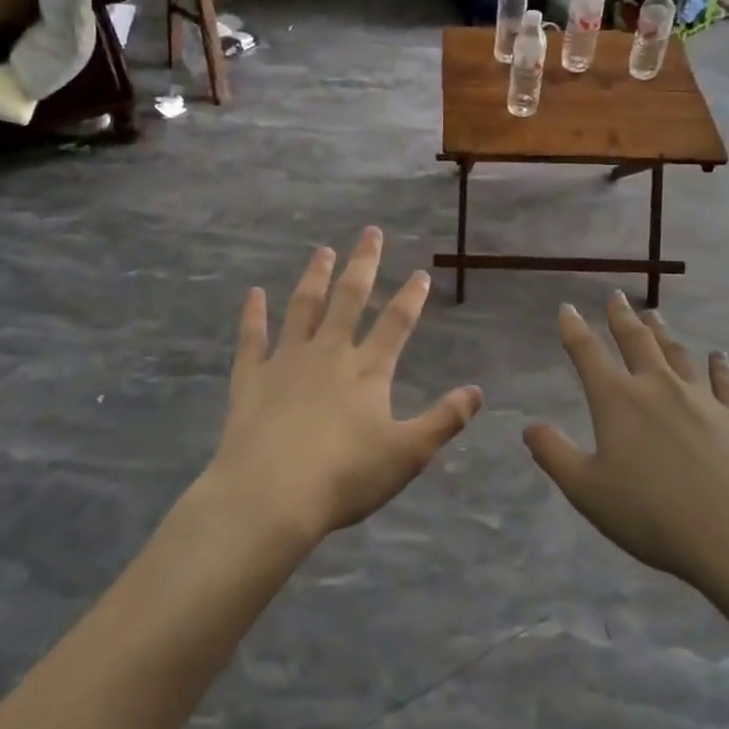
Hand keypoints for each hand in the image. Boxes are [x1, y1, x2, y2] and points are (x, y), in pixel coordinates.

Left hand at [210, 228, 483, 544]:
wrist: (271, 495)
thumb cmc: (345, 477)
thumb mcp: (407, 454)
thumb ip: (444, 420)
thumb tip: (477, 391)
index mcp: (368, 371)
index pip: (396, 324)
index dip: (410, 297)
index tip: (420, 272)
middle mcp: (329, 354)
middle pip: (349, 300)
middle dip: (363, 265)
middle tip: (370, 233)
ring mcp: (287, 361)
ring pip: (304, 308)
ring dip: (315, 277)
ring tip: (322, 251)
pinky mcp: (251, 378)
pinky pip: (252, 338)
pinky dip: (253, 314)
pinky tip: (254, 294)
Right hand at [523, 293, 728, 604]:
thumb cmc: (652, 515)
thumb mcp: (587, 491)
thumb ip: (554, 454)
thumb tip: (529, 426)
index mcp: (617, 400)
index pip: (588, 353)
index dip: (574, 328)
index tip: (567, 308)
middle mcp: (657, 387)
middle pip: (636, 341)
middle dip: (621, 316)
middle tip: (615, 296)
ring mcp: (702, 398)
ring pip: (677, 353)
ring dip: (662, 332)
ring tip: (653, 314)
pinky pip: (725, 382)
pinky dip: (719, 366)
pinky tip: (717, 357)